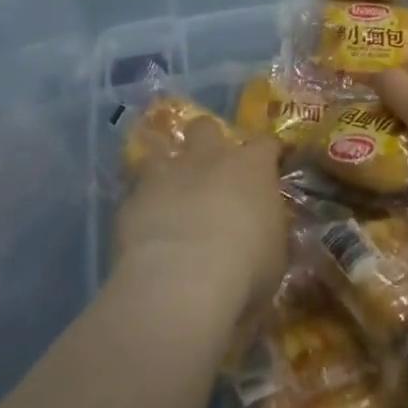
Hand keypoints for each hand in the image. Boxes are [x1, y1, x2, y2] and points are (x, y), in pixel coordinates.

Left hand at [115, 118, 286, 317]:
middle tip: (210, 165)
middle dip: (207, 139)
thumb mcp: (275, 254)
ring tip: (168, 189)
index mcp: (252, 167)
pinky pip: (135, 192)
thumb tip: (264, 234)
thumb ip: (268, 232)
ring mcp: (166, 174)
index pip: (266, 144)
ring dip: (165, 166)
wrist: (184, 280)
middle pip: (206, 127)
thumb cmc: (246, 266)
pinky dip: (141, 204)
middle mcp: (209, 158)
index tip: (270, 165)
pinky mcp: (132, 199)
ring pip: (160, 151)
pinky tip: (144, 224)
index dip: (266, 154)